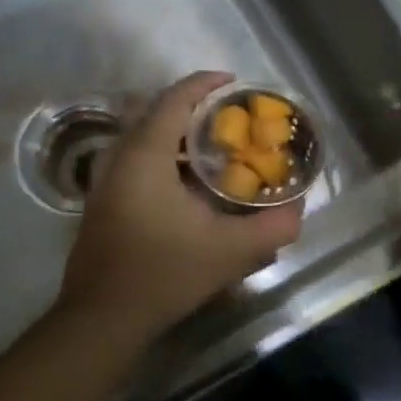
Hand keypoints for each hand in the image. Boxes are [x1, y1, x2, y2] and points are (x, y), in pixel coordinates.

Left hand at [57, 71, 304, 342]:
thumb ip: (271, 228)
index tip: (234, 83)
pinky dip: (162, 158)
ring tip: (212, 150)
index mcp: (145, 155)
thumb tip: (298, 211)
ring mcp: (104, 181)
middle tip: (228, 119)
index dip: (205, 84)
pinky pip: (133, 162)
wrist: (103, 318)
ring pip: (141, 139)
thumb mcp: (229, 252)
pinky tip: (186, 187)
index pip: (174, 100)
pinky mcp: (101, 204)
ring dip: (175, 136)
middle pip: (154, 113)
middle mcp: (119, 158)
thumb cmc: (164, 274)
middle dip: (192, 108)